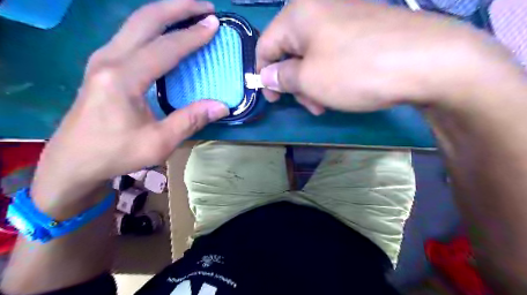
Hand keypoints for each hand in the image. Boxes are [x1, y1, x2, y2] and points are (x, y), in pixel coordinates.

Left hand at [33, 0, 228, 218]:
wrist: (74, 160)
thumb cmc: (116, 152)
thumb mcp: (159, 142)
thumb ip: (191, 120)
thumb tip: (222, 106)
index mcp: (123, 78)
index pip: (165, 48)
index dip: (192, 35)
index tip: (214, 24)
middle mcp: (109, 59)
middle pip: (145, 19)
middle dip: (178, 8)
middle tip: (205, 7)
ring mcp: (102, 59)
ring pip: (135, 23)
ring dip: (165, 13)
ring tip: (190, 12)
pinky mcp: (102, 65)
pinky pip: (131, 35)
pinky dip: (153, 27)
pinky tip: (167, 32)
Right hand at [257, 0, 517, 114]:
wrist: (429, 61)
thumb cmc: (356, 70)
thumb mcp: (309, 79)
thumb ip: (282, 77)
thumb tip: (267, 75)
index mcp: (299, 14)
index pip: (266, 45)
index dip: (264, 74)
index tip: (273, 99)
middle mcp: (319, 8)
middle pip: (291, 51)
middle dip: (295, 82)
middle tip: (309, 105)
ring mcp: (344, 16)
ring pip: (313, 55)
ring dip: (313, 83)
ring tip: (326, 103)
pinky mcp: (363, 28)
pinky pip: (333, 53)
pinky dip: (330, 74)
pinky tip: (342, 89)